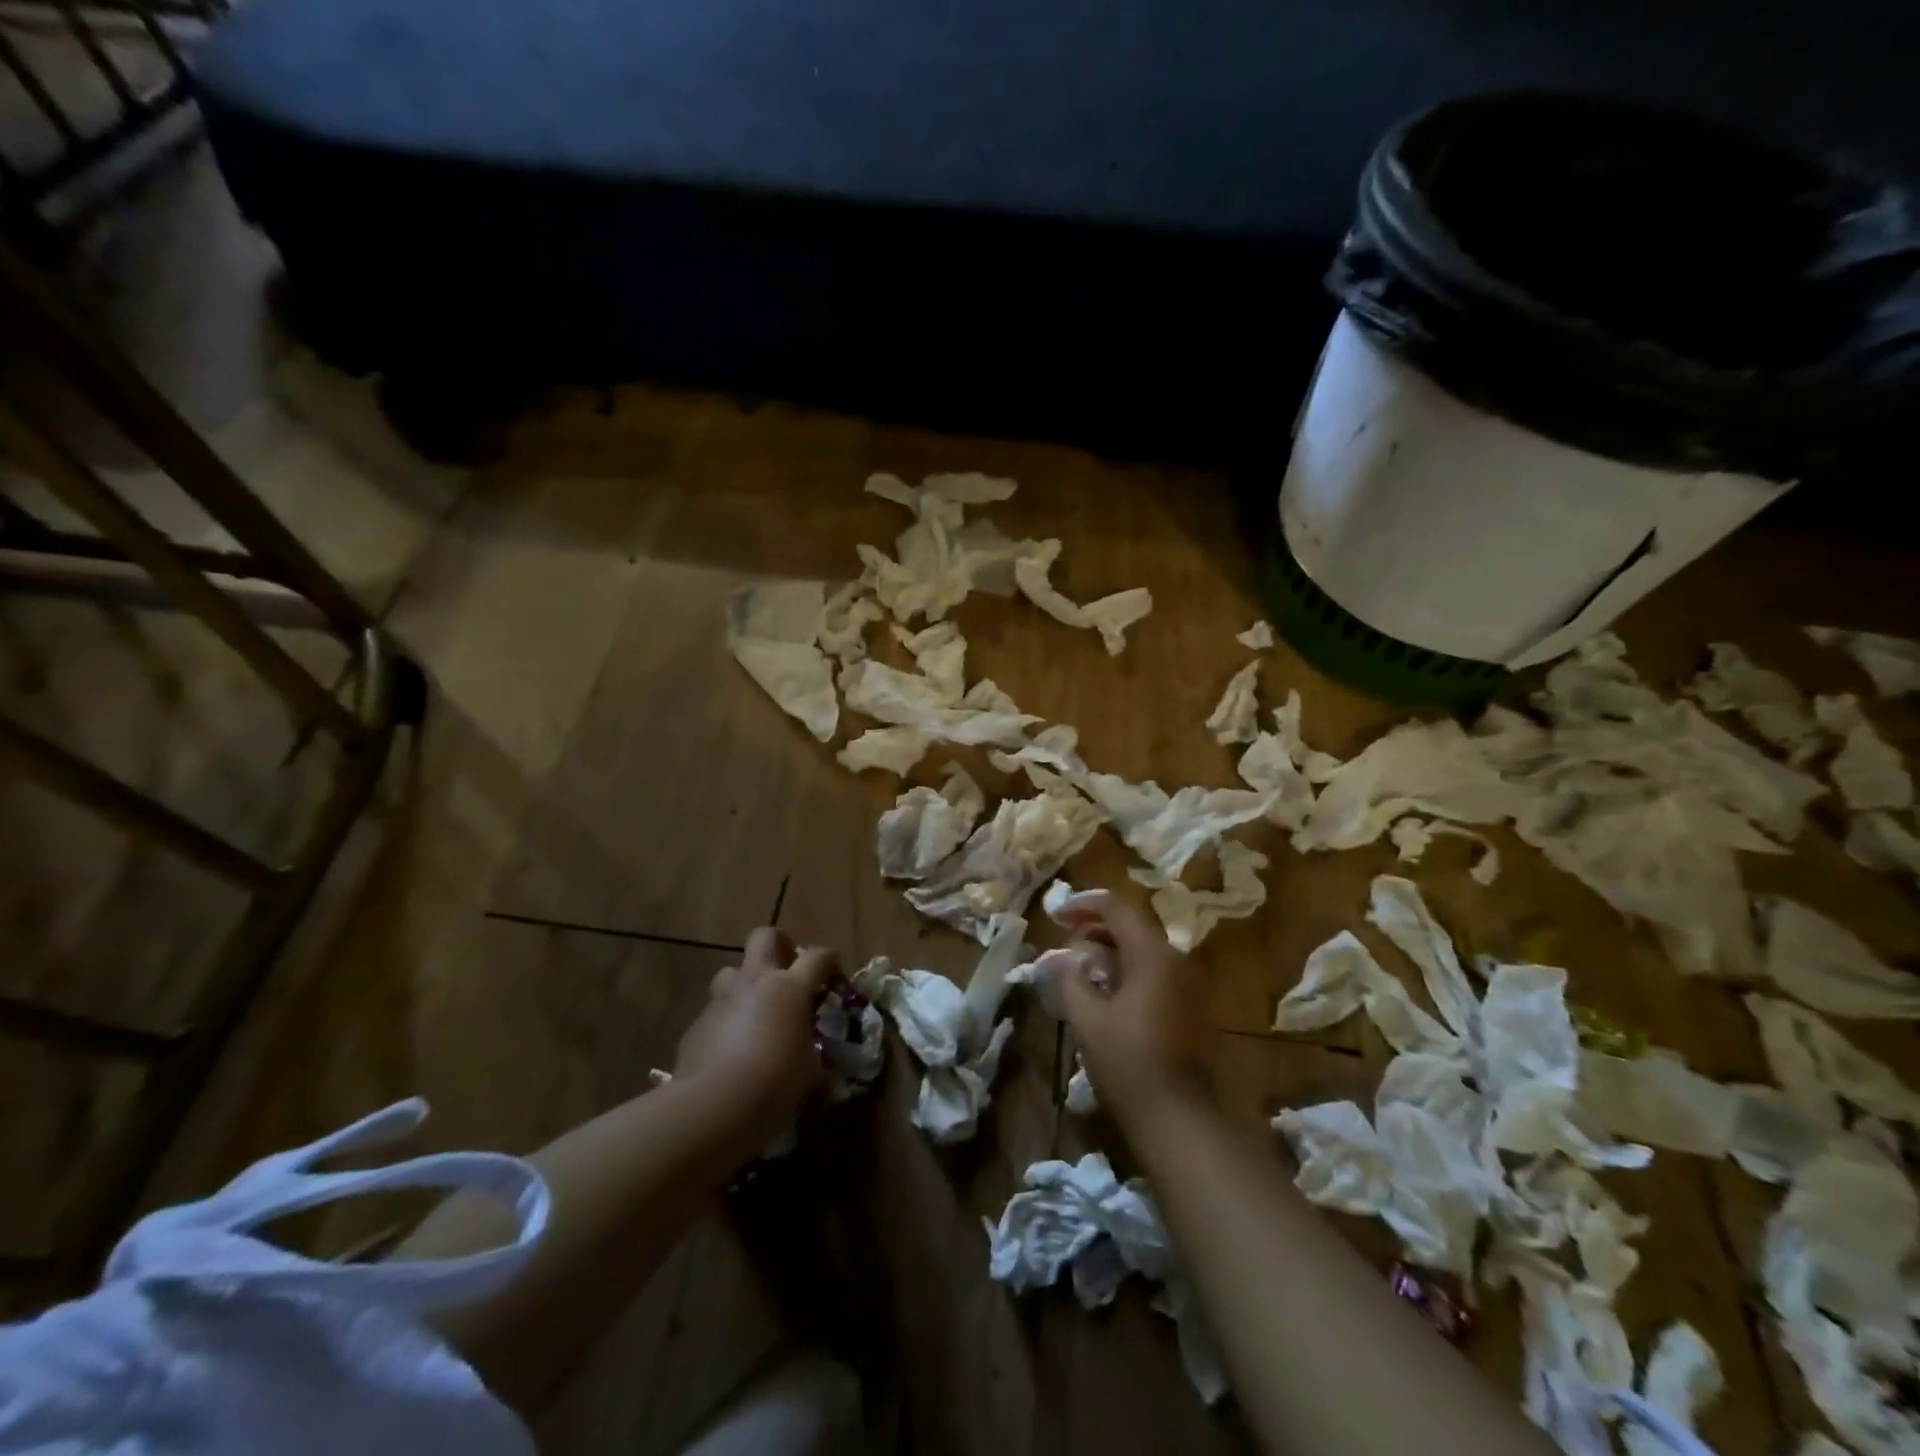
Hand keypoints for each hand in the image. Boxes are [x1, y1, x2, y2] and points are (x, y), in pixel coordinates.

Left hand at [672, 927, 836, 1145]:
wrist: (712, 1108)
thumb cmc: (775, 1084)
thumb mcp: (811, 1074)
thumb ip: (816, 1059)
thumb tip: (821, 1069)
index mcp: (790, 988)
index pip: (818, 956)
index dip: (830, 961)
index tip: (834, 976)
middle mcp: (755, 982)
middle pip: (765, 937)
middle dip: (779, 945)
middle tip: (788, 971)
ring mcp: (722, 1000)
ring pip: (732, 971)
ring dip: (746, 983)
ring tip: (756, 1011)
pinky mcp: (696, 1025)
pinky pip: (716, 1011)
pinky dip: (727, 1021)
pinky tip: (731, 1050)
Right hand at [1056, 893, 1215, 1138]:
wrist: (1184, 1120)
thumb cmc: (1131, 1063)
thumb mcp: (1088, 1020)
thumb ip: (1070, 981)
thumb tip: (1058, 960)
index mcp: (1152, 955)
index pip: (1118, 909)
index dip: (1085, 905)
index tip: (1056, 914)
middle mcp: (1175, 962)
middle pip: (1133, 928)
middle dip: (1096, 928)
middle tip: (1065, 940)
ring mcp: (1186, 988)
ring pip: (1143, 953)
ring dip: (1110, 951)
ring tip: (1079, 966)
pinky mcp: (1188, 1011)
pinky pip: (1152, 975)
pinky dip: (1125, 972)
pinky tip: (1104, 994)